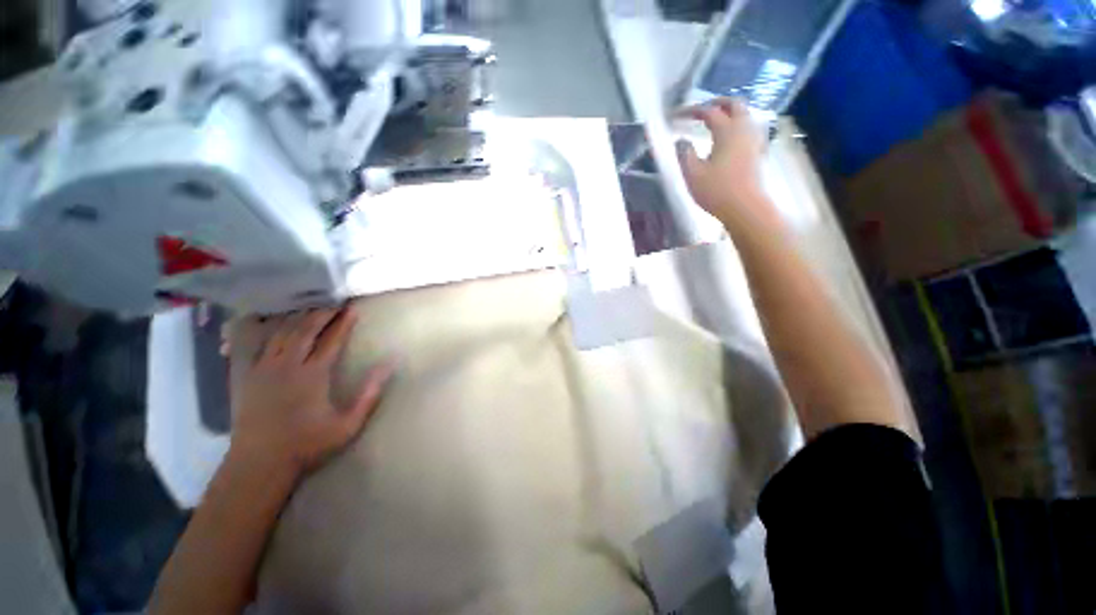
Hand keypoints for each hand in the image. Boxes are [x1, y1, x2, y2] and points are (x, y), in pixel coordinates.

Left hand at [229, 307, 393, 479]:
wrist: (259, 463)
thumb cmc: (308, 444)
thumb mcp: (348, 424)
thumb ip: (369, 393)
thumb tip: (388, 364)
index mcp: (312, 375)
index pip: (331, 341)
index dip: (343, 323)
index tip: (353, 309)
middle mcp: (287, 365)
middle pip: (305, 330)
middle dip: (321, 314)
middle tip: (334, 303)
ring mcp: (265, 369)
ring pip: (282, 333)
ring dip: (299, 318)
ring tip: (311, 308)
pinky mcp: (250, 375)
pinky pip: (262, 344)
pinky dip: (273, 329)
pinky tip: (278, 324)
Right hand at [676, 98, 781, 233]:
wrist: (745, 207)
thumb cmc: (716, 190)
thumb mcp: (692, 174)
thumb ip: (684, 154)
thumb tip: (681, 141)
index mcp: (727, 131)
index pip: (709, 112)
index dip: (692, 111)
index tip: (677, 115)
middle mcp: (744, 129)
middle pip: (735, 104)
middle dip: (717, 103)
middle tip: (702, 109)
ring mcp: (754, 140)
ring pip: (745, 115)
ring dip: (730, 113)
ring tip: (715, 122)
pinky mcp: (758, 152)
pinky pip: (749, 129)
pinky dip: (738, 125)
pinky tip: (730, 138)